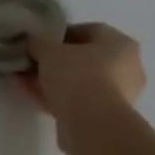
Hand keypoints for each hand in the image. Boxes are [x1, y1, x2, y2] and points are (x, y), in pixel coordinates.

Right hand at [23, 23, 145, 138]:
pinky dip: (59, 97)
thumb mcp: (48, 50)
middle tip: (33, 63)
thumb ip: (38, 43)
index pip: (89, 31)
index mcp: (121, 43)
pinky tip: (34, 96)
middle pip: (86, 59)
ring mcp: (119, 95)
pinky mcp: (106, 117)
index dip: (61, 35)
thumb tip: (33, 43)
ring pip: (81, 82)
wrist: (92, 123)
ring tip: (27, 81)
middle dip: (57, 61)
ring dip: (55, 80)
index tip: (40, 42)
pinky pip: (79, 100)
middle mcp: (128, 67)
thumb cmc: (77, 75)